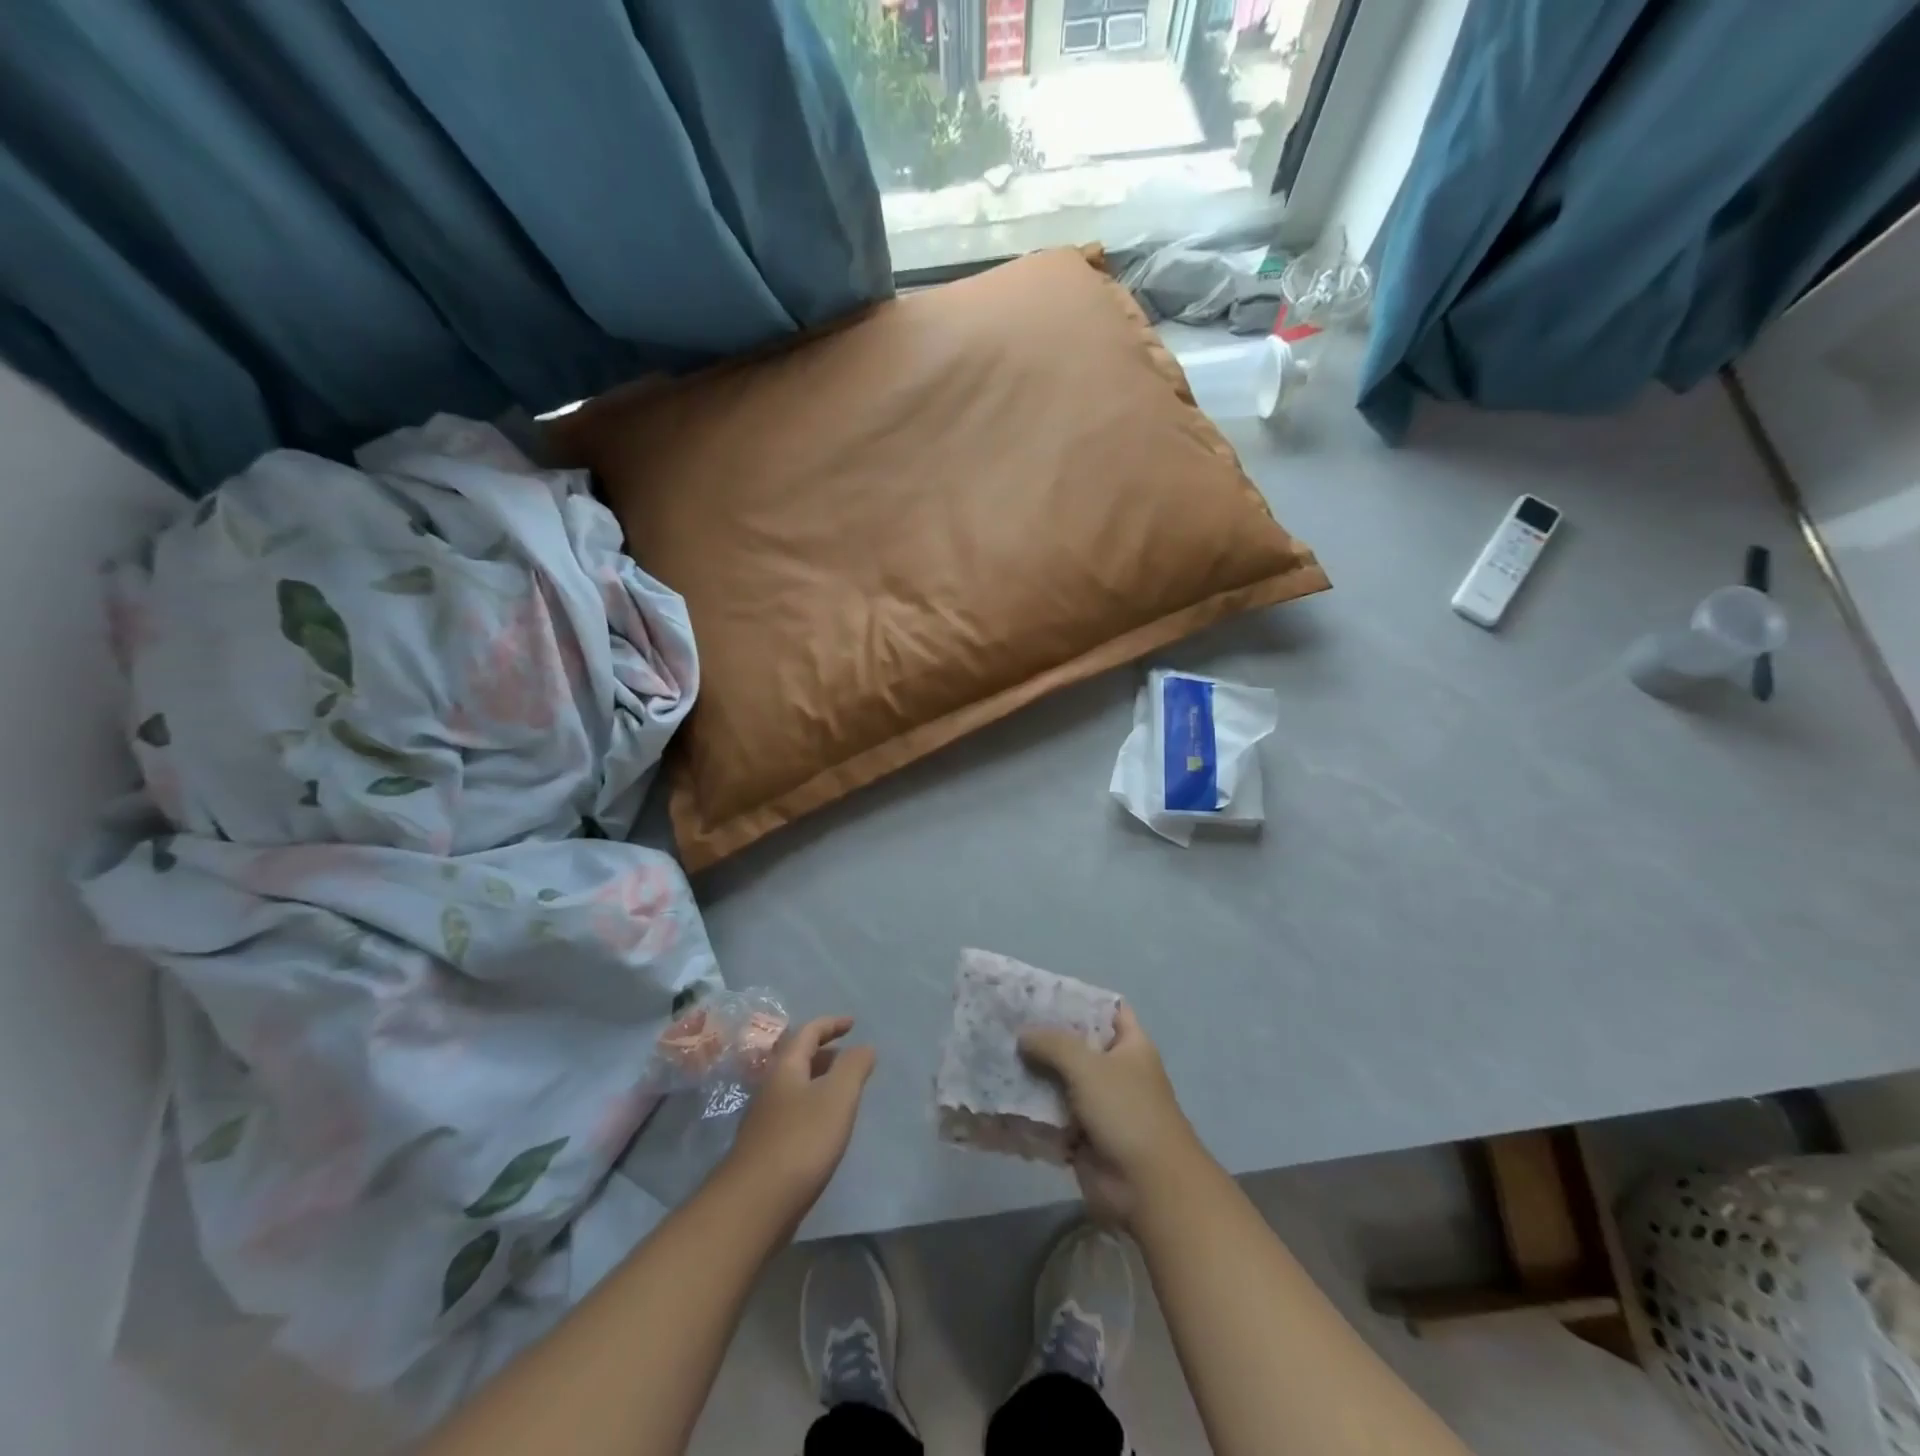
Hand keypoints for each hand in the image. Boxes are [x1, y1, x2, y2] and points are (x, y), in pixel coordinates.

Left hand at [721, 1016, 874, 1222]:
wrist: (754, 1205)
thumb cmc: (801, 1141)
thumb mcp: (837, 1096)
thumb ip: (854, 1067)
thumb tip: (864, 1046)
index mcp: (786, 1068)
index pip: (808, 1032)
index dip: (831, 1024)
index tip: (853, 1024)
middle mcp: (771, 1088)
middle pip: (798, 1059)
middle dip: (825, 1053)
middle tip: (851, 1058)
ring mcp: (765, 1120)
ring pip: (796, 1088)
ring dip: (819, 1081)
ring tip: (844, 1092)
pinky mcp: (766, 1149)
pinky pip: (794, 1114)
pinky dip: (813, 1108)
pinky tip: (826, 1129)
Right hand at [1020, 1004, 1205, 1226]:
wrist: (1148, 1187)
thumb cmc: (1127, 1112)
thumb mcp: (1089, 1066)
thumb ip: (1054, 1044)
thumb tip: (1023, 1034)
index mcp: (1131, 1046)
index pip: (1109, 1009)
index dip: (1081, 999)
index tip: (1043, 993)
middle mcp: (1116, 1071)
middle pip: (1077, 1045)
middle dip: (1045, 1037)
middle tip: (1007, 1022)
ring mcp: (1099, 1105)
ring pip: (1060, 1081)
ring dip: (1033, 1074)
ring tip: (994, 1055)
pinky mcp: (1082, 1136)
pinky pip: (1052, 1116)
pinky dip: (1031, 1110)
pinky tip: (1000, 1095)